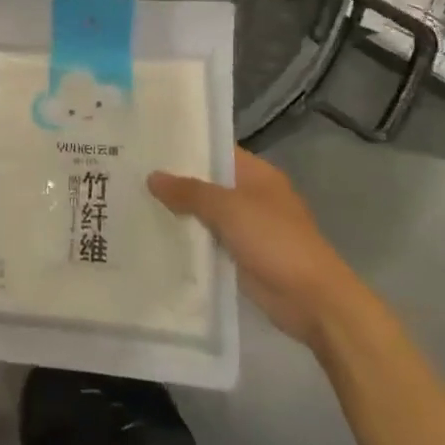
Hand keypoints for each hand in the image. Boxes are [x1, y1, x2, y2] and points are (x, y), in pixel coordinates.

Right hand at [149, 149, 358, 343]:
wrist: (313, 301)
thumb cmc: (275, 241)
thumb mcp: (229, 208)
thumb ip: (189, 191)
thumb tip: (152, 177)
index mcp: (256, 174)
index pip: (215, 150)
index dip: (185, 146)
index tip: (148, 142)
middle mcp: (251, 195)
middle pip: (208, 182)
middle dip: (175, 180)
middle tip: (131, 172)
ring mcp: (247, 227)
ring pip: (205, 213)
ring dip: (179, 211)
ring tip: (134, 200)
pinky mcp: (240, 256)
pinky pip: (208, 240)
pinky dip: (188, 239)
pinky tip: (155, 235)